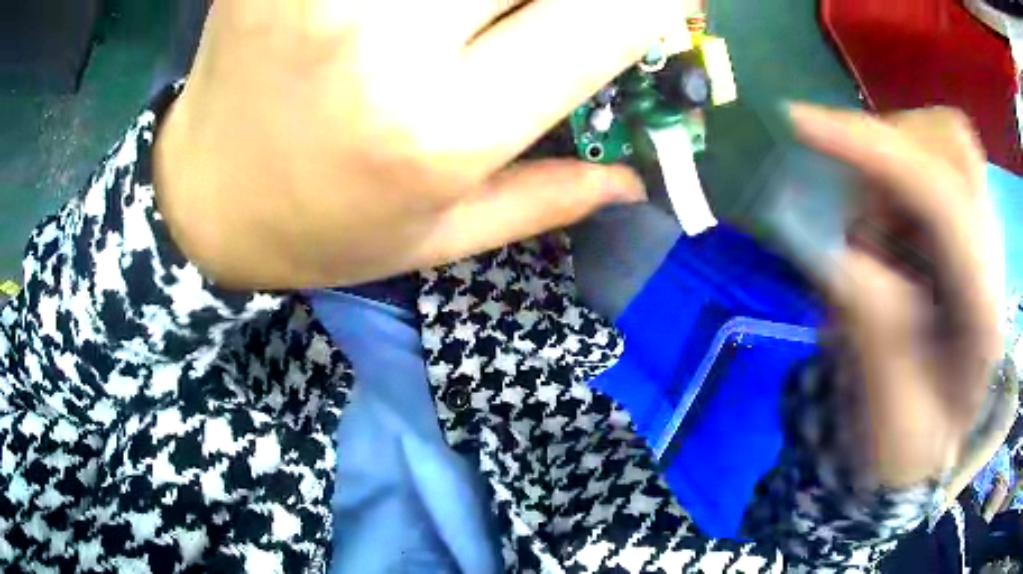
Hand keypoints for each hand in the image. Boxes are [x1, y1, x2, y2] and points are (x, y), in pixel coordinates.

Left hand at [155, 0, 690, 288]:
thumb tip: (640, 179)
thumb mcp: (438, 238)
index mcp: (444, 123)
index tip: (663, 2)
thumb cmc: (317, 229)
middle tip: (543, 16)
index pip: (607, 15)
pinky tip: (407, 12)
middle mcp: (387, 36)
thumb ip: (552, 198)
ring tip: (479, 17)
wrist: (201, 200)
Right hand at [790, 104, 1004, 488]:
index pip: (942, 199)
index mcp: (982, 314)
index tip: (800, 124)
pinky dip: (892, 180)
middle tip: (851, 193)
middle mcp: (990, 259)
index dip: (875, 151)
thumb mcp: (884, 411)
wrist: (925, 440)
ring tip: (871, 237)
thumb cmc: (906, 441)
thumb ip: (872, 333)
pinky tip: (884, 233)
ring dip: (889, 170)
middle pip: (953, 144)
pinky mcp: (963, 227)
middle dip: (891, 145)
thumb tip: (841, 255)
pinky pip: (927, 165)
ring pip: (938, 144)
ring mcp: (980, 235)